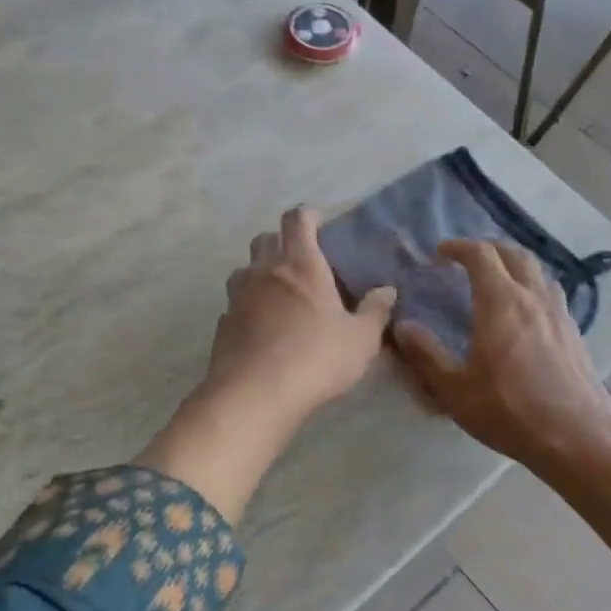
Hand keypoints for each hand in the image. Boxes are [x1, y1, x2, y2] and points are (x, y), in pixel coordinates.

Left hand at [206, 207, 395, 423]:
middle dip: (281, 242)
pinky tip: (262, 329)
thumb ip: (375, 312)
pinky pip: (235, 304)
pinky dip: (247, 307)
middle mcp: (264, 271)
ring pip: (244, 269)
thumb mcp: (360, 340)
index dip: (307, 216)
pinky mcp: (222, 323)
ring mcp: (238, 296)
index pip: (297, 220)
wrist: (254, 394)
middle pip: (265, 239)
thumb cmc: (315, 358)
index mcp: (300, 264)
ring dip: (259, 274)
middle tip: (301, 263)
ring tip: (279, 296)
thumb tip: (387, 291)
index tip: (318, 224)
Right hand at [394, 239, 610, 475]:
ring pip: (537, 271)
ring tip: (496, 279)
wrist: (578, 436)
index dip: (458, 247)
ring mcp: (558, 313)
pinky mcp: (573, 331)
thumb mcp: (455, 389)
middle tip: (466, 259)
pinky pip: (550, 293)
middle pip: (513, 253)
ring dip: (513, 265)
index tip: (440, 254)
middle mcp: (532, 297)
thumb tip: (402, 326)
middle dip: (488, 248)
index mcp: (500, 302)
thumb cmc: (510, 410)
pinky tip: (524, 311)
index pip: (480, 255)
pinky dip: (532, 287)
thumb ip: (426, 354)